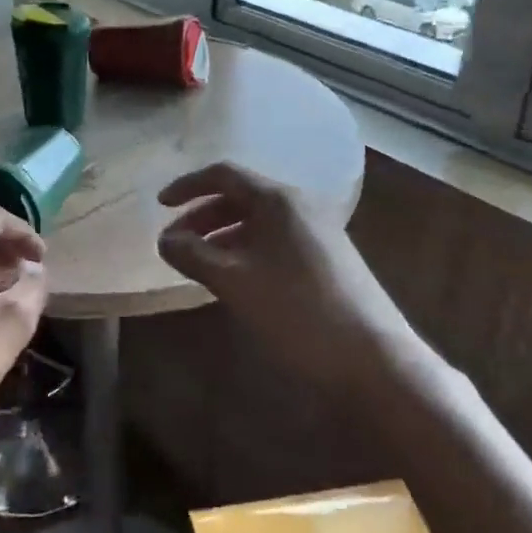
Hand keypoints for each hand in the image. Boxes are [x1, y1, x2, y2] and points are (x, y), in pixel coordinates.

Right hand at [157, 162, 406, 373]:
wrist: (372, 357)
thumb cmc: (296, 310)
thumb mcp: (234, 282)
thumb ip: (193, 255)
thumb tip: (165, 239)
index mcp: (278, 200)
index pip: (224, 175)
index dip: (187, 186)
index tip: (160, 206)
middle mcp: (300, 206)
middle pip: (240, 197)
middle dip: (202, 217)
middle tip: (176, 244)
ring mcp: (318, 231)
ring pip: (258, 222)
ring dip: (223, 236)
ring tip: (200, 265)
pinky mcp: (327, 257)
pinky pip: (275, 241)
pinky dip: (246, 250)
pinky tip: (235, 279)